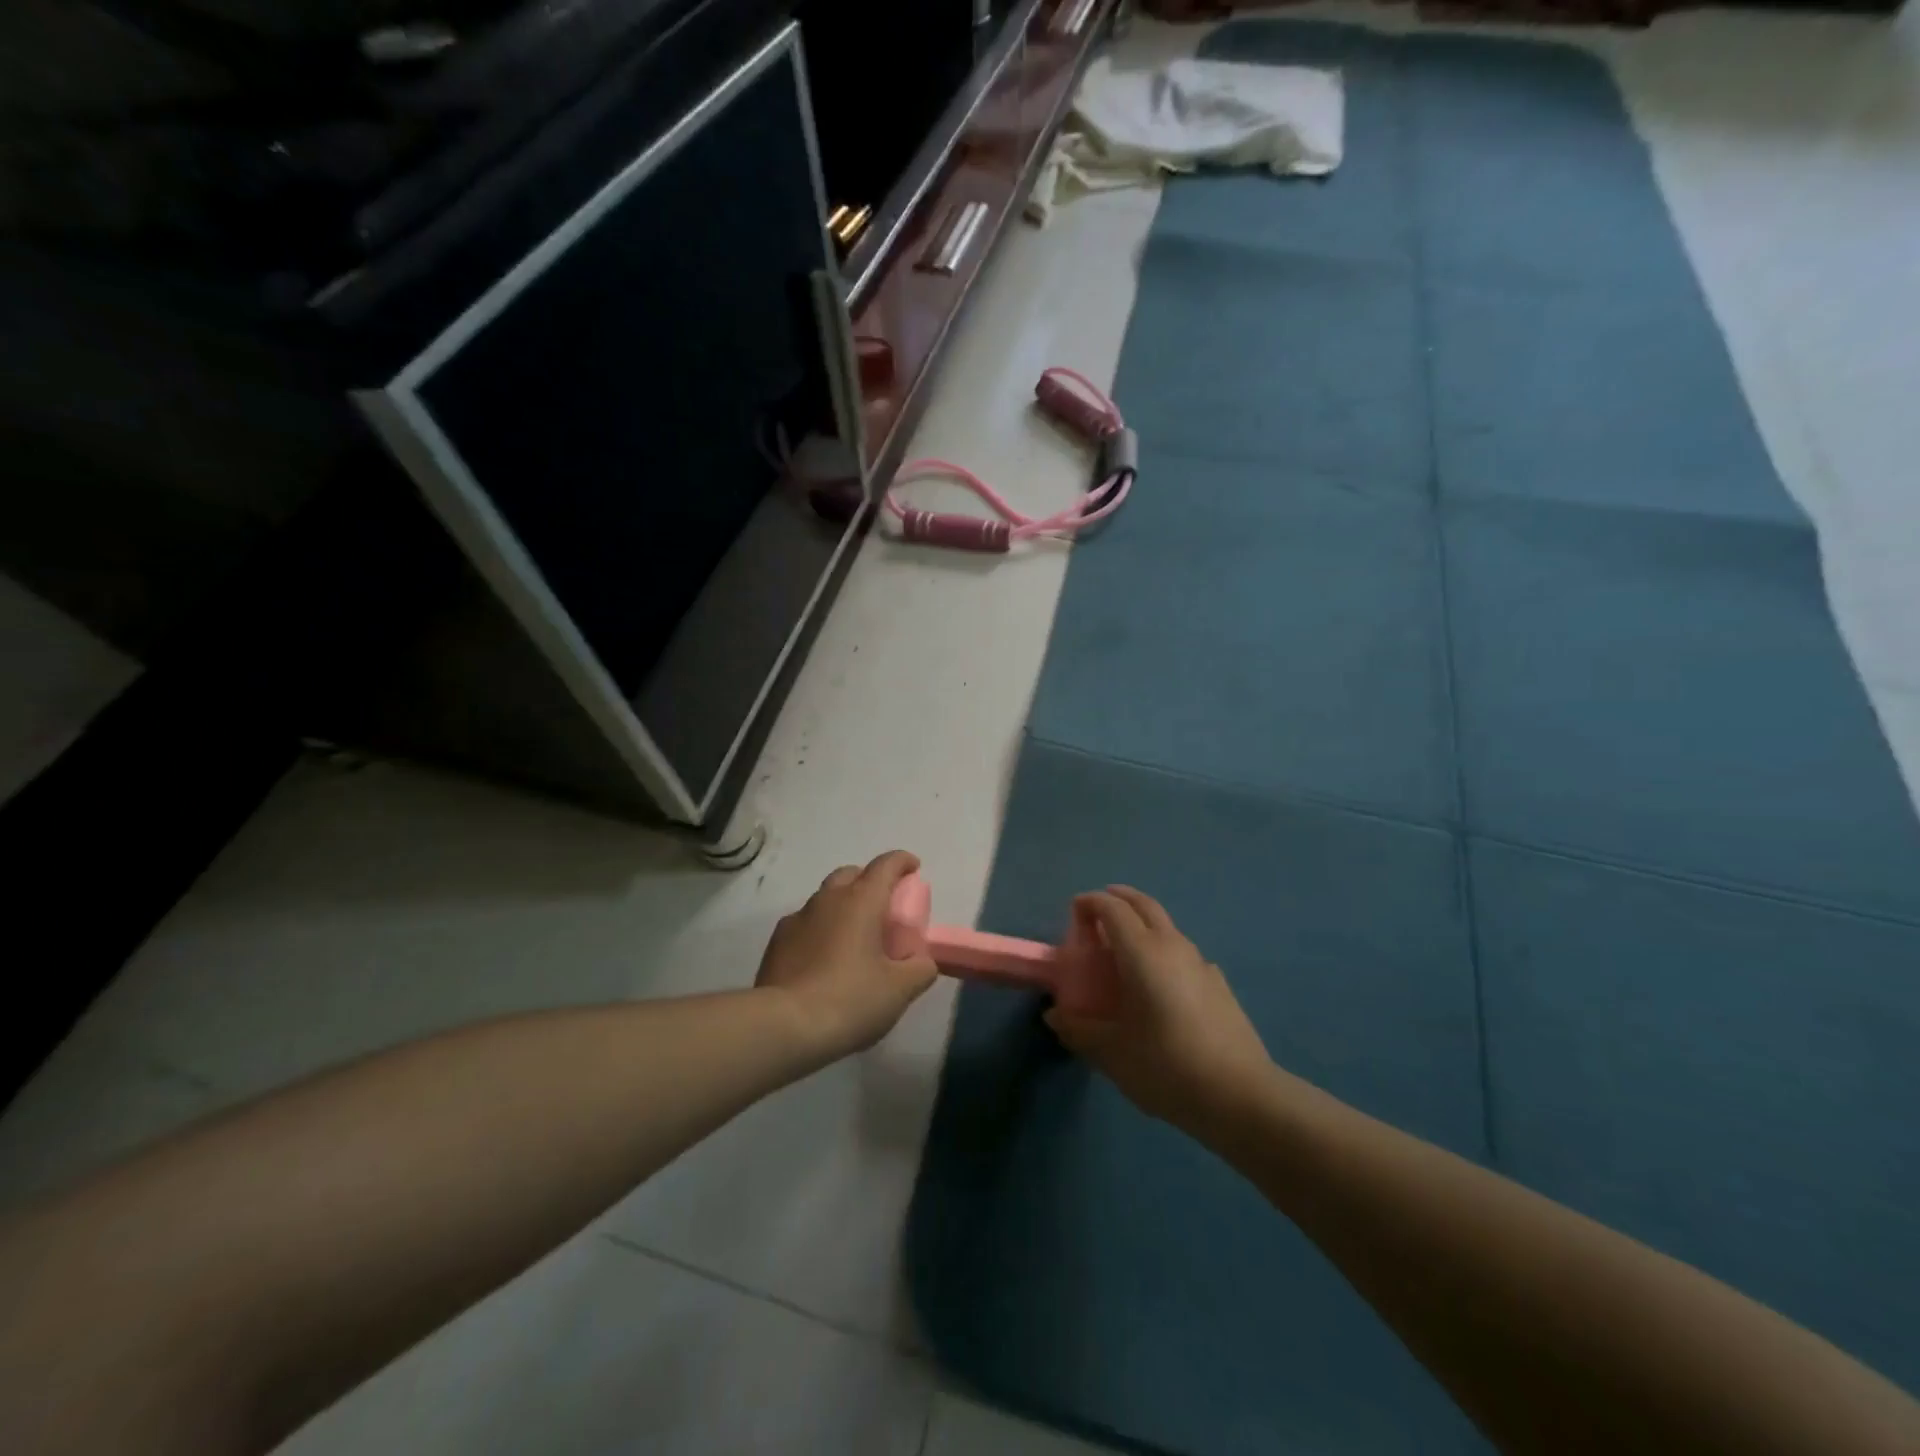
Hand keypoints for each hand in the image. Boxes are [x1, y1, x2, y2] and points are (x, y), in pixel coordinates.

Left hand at [756, 851, 938, 1060]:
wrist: (784, 1026)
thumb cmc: (850, 999)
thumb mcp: (900, 990)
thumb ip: (920, 969)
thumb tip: (922, 960)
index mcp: (861, 901)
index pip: (886, 864)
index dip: (903, 861)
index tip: (914, 869)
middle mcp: (828, 899)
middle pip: (852, 874)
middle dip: (870, 881)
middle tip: (884, 907)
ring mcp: (797, 918)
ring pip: (826, 898)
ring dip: (843, 906)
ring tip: (854, 936)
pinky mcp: (777, 941)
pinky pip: (805, 923)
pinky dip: (821, 929)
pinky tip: (824, 957)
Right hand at [1046, 887, 1275, 1139]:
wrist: (1240, 1096)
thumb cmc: (1166, 1065)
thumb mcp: (1112, 1052)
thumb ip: (1079, 1029)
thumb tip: (1055, 1016)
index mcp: (1142, 952)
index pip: (1112, 908)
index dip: (1090, 903)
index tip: (1073, 911)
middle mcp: (1172, 946)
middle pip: (1144, 904)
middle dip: (1119, 898)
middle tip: (1096, 912)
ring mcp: (1200, 963)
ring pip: (1167, 926)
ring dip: (1142, 924)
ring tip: (1124, 950)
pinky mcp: (1219, 985)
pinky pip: (1184, 954)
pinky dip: (1164, 952)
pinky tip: (1160, 984)